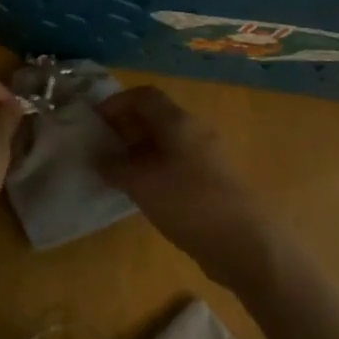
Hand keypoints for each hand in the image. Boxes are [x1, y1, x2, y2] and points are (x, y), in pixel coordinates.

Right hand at [95, 85, 286, 293]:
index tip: (94, 122)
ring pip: (167, 141)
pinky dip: (155, 167)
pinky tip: (143, 191)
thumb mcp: (140, 183)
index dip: (115, 103)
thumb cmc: (187, 203)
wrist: (244, 242)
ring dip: (139, 150)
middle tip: (101, 148)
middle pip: (156, 116)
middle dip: (125, 127)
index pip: (143, 96)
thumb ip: (114, 167)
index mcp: (178, 122)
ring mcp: (208, 156)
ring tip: (116, 171)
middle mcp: (196, 131)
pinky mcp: (213, 180)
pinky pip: (177, 162)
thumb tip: (99, 158)